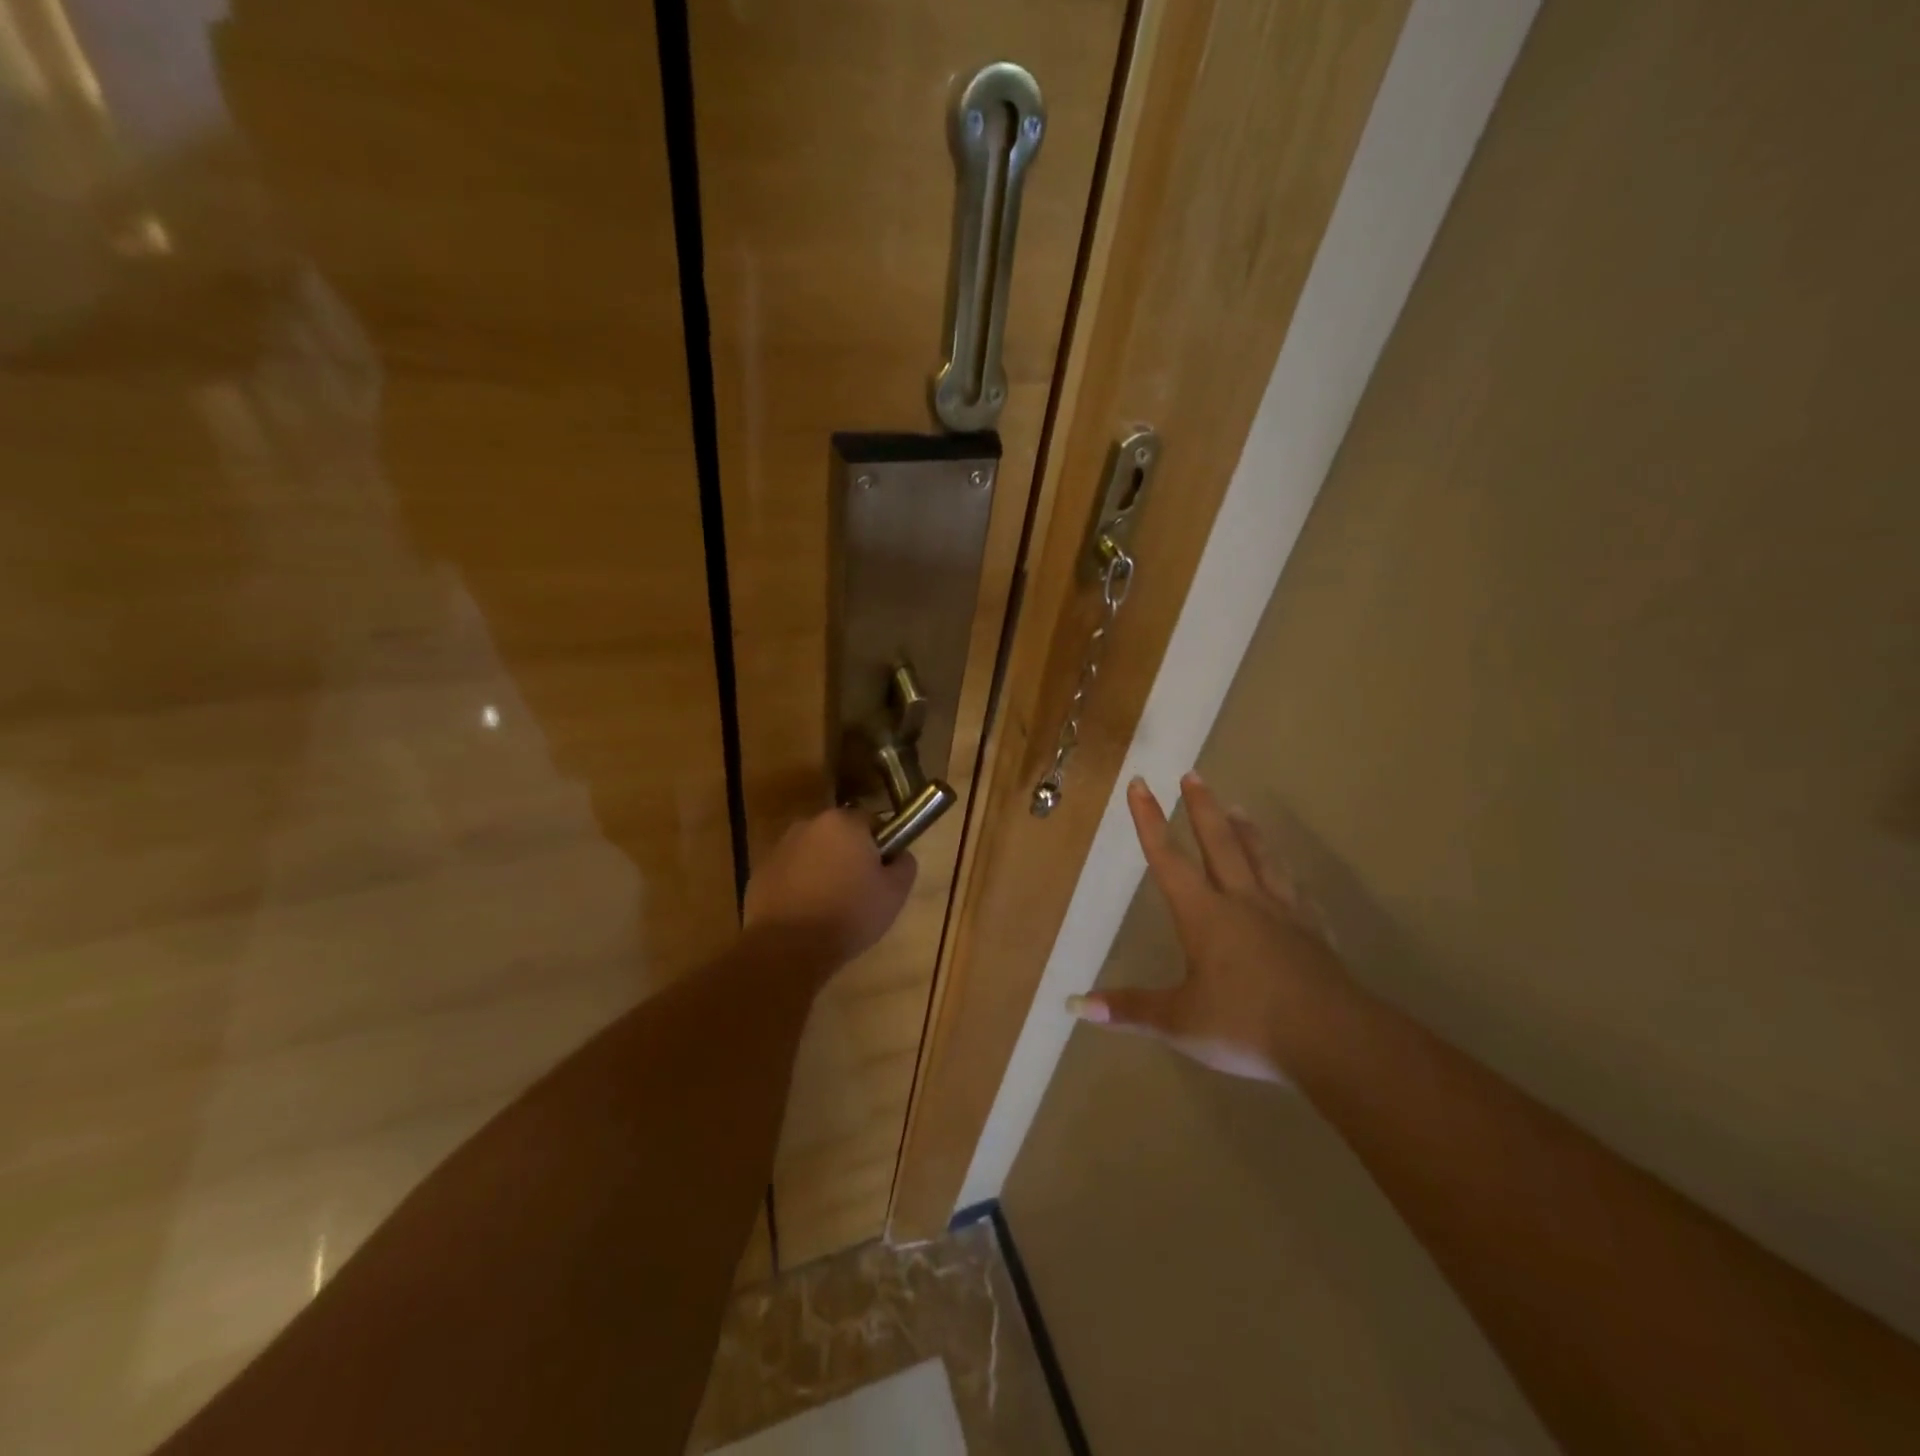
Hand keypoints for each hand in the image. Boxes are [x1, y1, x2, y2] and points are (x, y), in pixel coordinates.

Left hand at [743, 808, 917, 966]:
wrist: (787, 948)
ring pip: (812, 853)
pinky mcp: (759, 873)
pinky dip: (798, 886)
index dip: (880, 846)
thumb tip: (899, 854)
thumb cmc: (849, 915)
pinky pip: (790, 873)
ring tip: (830, 906)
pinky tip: (805, 914)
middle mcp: (808, 824)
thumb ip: (904, 864)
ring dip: (822, 869)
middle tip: (859, 891)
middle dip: (849, 855)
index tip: (881, 873)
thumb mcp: (895, 893)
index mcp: (843, 822)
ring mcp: (779, 848)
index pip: (871, 822)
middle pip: (839, 835)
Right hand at [1067, 773, 1347, 1080]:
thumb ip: (1130, 1009)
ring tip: (1239, 809)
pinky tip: (1293, 879)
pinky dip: (1290, 880)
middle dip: (1201, 808)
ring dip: (1247, 832)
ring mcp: (1283, 916)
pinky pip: (1299, 896)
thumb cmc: (1247, 1026)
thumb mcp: (1180, 1022)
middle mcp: (1242, 903)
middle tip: (1192, 775)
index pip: (1168, 859)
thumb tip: (1078, 1005)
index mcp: (1204, 916)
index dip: (1149, 821)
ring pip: (1262, 860)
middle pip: (1219, 844)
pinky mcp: (1314, 935)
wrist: (1333, 1041)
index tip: (1140, 784)